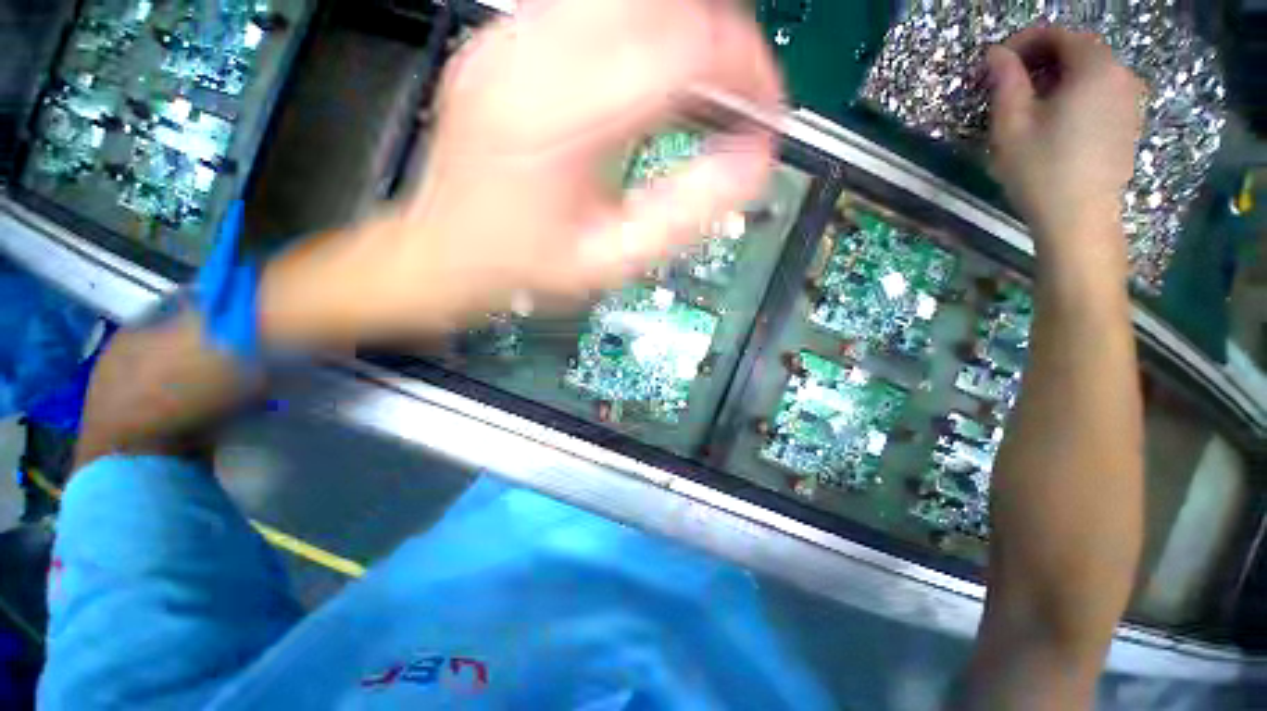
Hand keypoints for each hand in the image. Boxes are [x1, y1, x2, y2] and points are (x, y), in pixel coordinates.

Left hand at [262, 0, 780, 344]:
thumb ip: (684, 214)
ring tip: (707, 94)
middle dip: (727, 43)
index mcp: (558, 117)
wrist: (445, 255)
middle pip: (666, 2)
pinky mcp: (508, 40)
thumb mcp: (610, 261)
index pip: (686, 46)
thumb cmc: (524, 269)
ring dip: (691, 34)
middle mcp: (531, 54)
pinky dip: (649, 35)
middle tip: (742, 100)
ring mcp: (513, 37)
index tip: (765, 113)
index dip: (747, 70)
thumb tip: (751, 165)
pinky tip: (655, 82)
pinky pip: (598, 9)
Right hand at [986, 28, 1143, 272]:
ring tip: (1029, 103)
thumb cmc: (1041, 170)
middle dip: (1041, 59)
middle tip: (1009, 84)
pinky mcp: (1129, 121)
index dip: (1023, 43)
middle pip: (1078, 50)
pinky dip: (1076, 93)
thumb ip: (1005, 81)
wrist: (1079, 220)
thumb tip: (995, 54)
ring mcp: (1130, 99)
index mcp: (1094, 68)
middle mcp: (1120, 74)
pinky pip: (1101, 91)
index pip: (1058, 35)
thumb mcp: (1011, 124)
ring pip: (1090, 71)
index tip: (996, 64)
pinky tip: (1055, 118)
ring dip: (1058, 77)